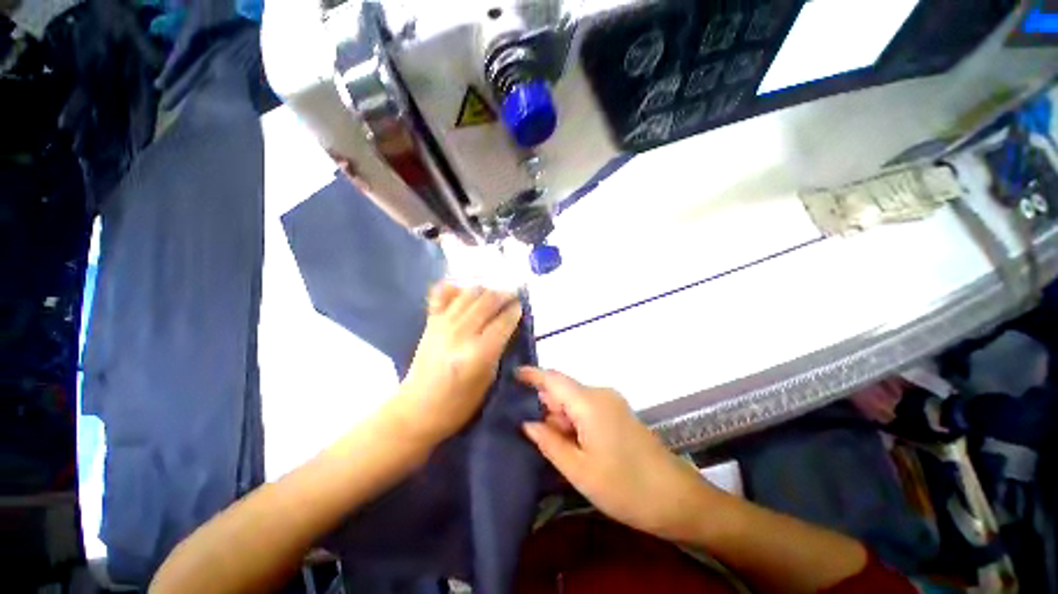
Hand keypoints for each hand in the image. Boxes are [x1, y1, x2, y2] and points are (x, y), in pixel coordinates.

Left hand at [393, 284, 522, 443]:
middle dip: (503, 295)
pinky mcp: (430, 322)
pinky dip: (454, 288)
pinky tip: (464, 289)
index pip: (503, 321)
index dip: (514, 310)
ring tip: (493, 294)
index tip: (520, 306)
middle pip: (487, 302)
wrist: (417, 409)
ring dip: (485, 290)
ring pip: (469, 294)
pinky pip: (442, 295)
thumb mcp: (488, 380)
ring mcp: (443, 324)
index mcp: (479, 353)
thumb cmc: (459, 403)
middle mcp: (461, 333)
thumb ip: (499, 349)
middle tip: (512, 296)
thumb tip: (507, 326)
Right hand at [518, 368, 718, 542]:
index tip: (512, 375)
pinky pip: (587, 409)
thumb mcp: (579, 469)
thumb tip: (527, 423)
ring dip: (561, 419)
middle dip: (546, 408)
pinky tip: (574, 446)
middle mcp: (600, 394)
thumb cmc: (624, 486)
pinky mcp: (618, 413)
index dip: (532, 375)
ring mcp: (611, 402)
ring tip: (556, 448)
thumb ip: (549, 442)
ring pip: (574, 401)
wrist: (676, 498)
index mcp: (589, 402)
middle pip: (563, 390)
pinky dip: (574, 422)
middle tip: (535, 436)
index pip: (554, 379)